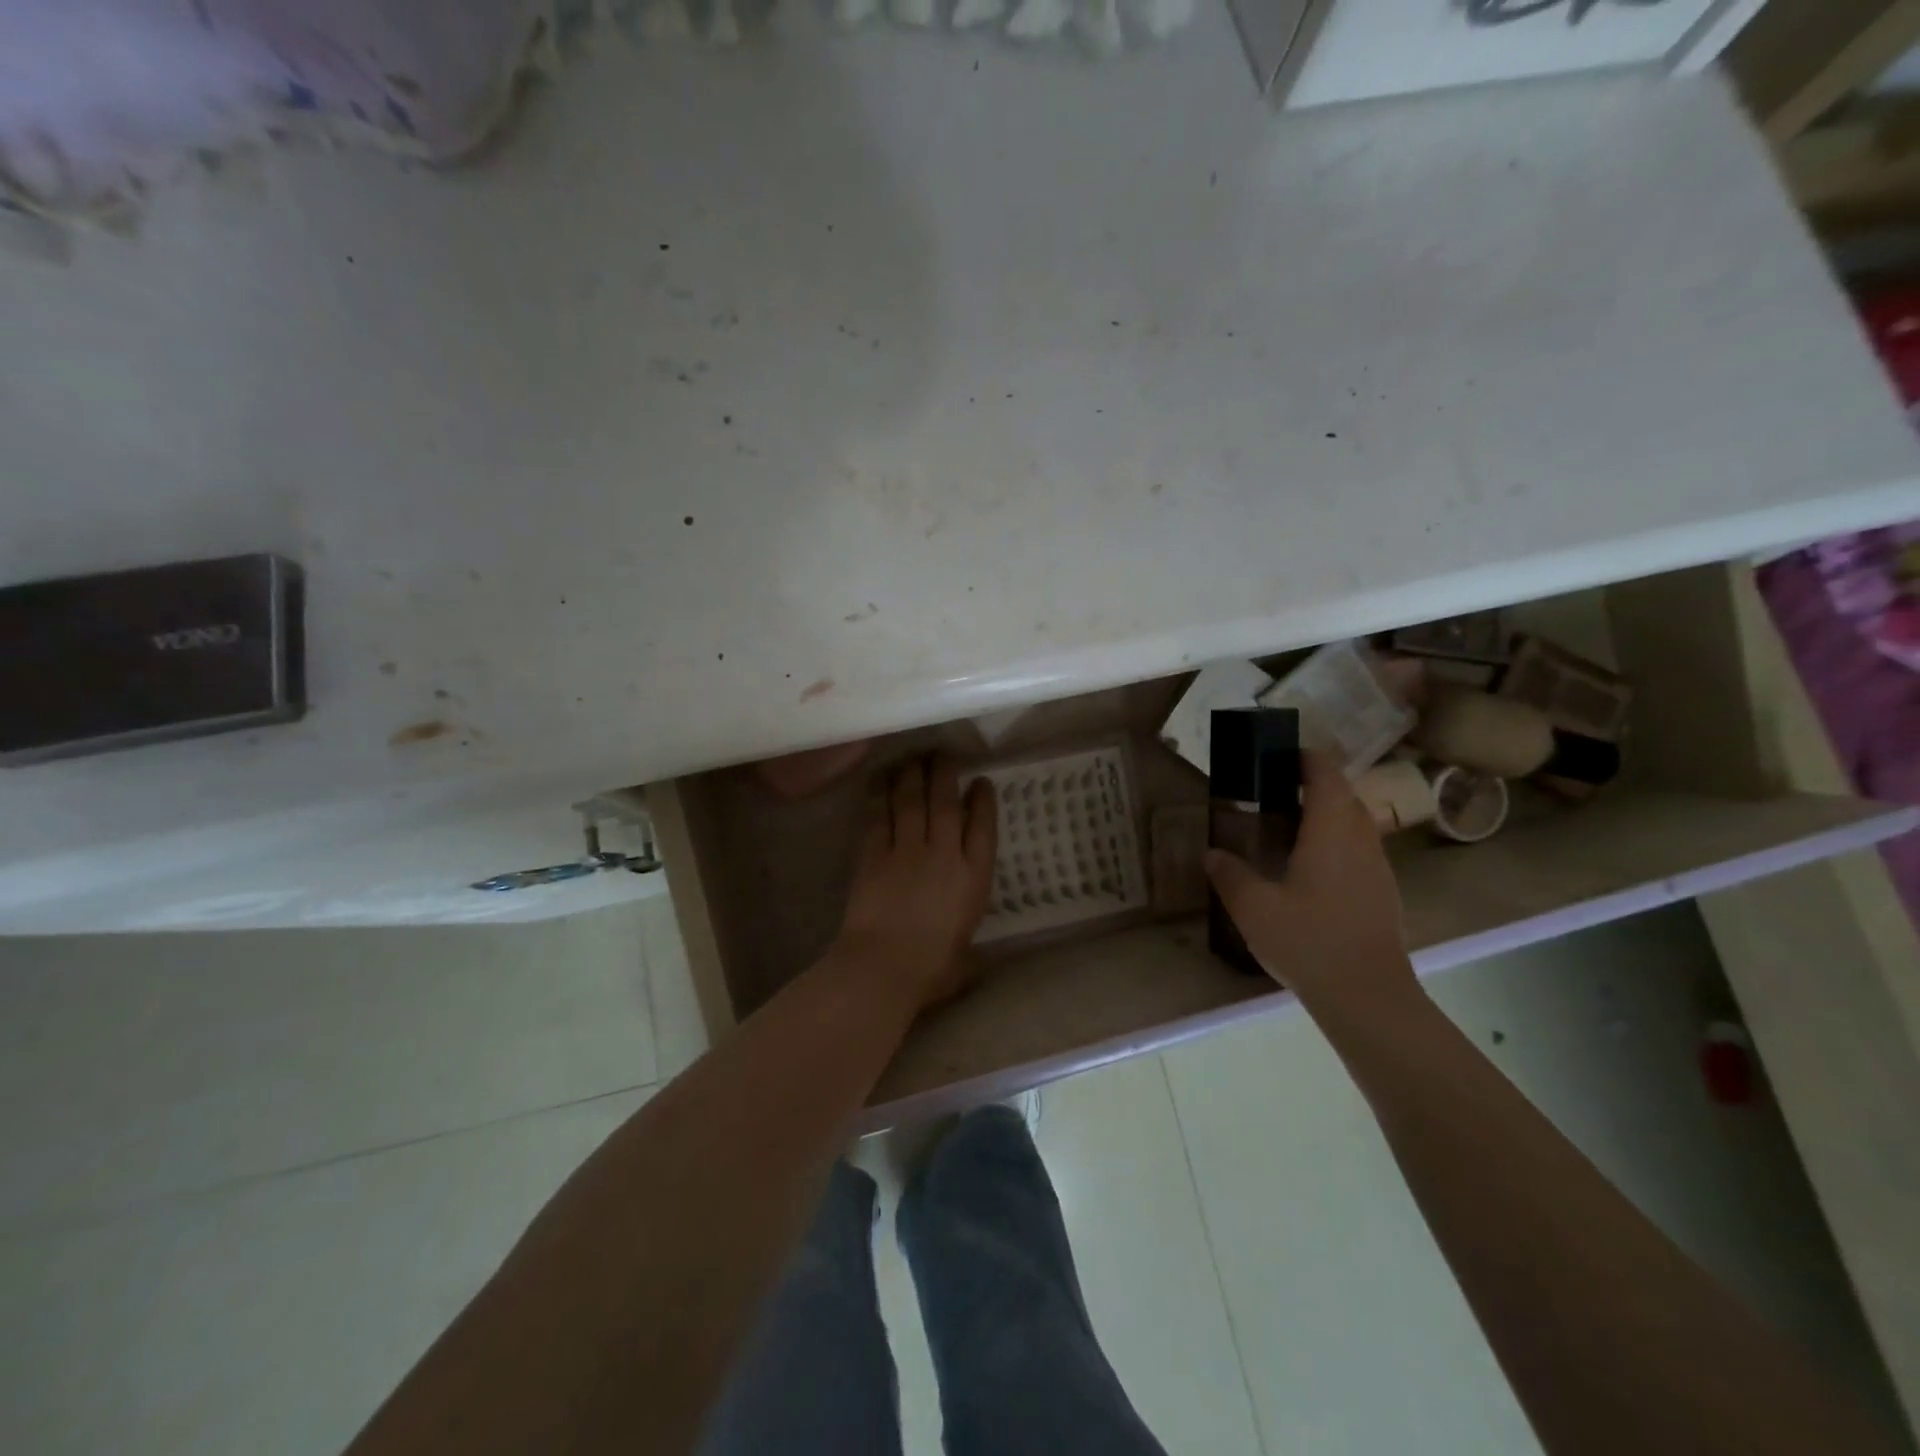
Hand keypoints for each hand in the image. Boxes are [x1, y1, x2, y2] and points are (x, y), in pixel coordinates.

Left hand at [833, 755, 997, 1011]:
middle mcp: (943, 854)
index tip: (982, 782)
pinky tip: (881, 780)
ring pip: (911, 801)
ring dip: (913, 775)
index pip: (982, 828)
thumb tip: (974, 959)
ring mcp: (906, 851)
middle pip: (945, 803)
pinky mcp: (874, 854)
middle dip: (946, 773)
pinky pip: (879, 817)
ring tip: (914, 756)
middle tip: (944, 752)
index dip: (983, 801)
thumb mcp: (965, 961)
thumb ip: (969, 949)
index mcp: (972, 878)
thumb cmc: (931, 970)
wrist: (883, 967)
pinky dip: (880, 796)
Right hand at [1204, 751, 1416, 1015]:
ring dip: (1326, 815)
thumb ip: (1230, 875)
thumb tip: (1212, 853)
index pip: (1325, 774)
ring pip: (1354, 824)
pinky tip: (1309, 871)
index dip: (1304, 758)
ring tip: (1287, 829)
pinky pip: (1359, 850)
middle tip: (1272, 794)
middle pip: (1343, 795)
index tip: (1277, 757)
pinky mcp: (1383, 893)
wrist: (1368, 996)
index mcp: (1330, 830)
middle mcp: (1360, 839)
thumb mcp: (1253, 907)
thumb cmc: (1309, 940)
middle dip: (1312, 786)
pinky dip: (1335, 843)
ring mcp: (1377, 867)